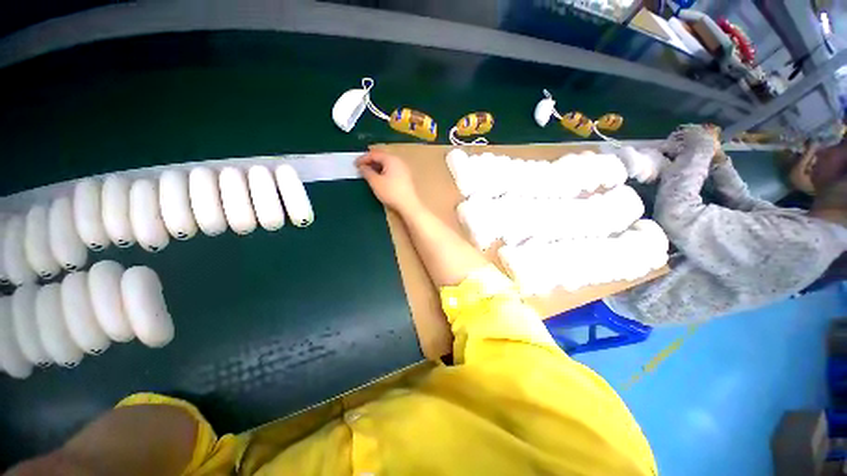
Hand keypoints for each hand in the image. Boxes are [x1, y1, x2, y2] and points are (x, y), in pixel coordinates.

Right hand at [356, 151, 421, 214]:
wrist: (409, 205)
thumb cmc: (391, 192)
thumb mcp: (375, 182)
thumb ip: (367, 172)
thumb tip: (362, 167)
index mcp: (391, 159)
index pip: (374, 154)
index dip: (363, 158)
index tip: (355, 165)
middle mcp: (399, 161)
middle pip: (382, 157)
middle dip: (370, 162)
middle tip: (361, 168)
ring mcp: (404, 169)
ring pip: (387, 164)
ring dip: (377, 167)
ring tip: (369, 174)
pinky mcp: (406, 177)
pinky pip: (392, 170)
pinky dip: (384, 171)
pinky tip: (380, 179)